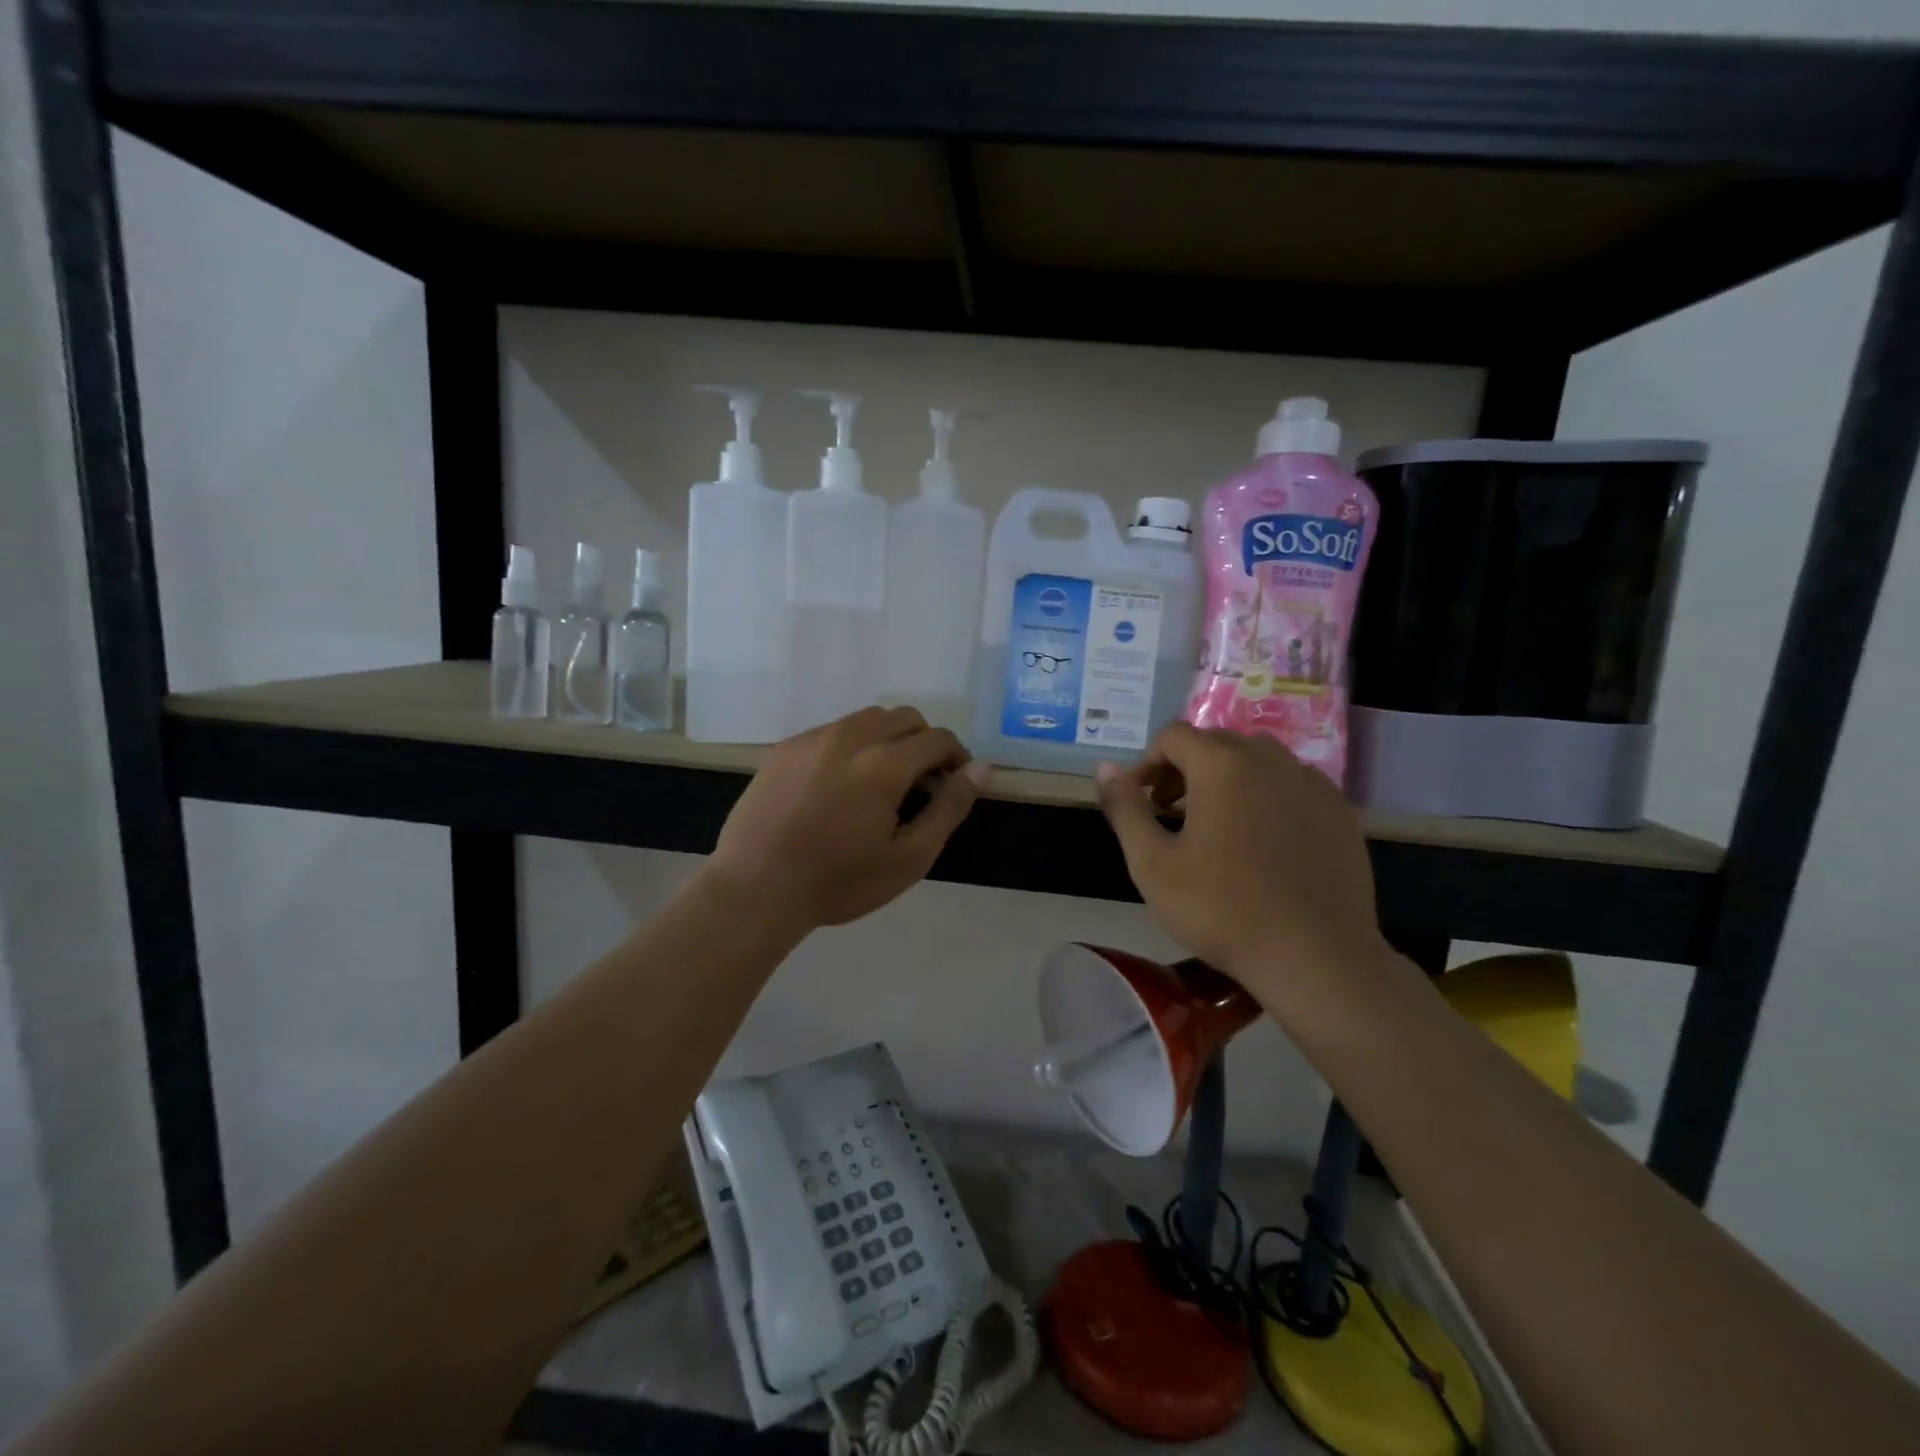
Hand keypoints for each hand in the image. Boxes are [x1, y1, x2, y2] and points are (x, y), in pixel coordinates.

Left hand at [706, 707, 988, 930]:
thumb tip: (980, 769)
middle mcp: (850, 736)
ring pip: (867, 718)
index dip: (956, 757)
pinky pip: (833, 730)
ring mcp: (814, 738)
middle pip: (904, 717)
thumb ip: (948, 809)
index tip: (953, 783)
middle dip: (924, 742)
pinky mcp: (786, 748)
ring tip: (882, 781)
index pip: (937, 738)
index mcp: (885, 763)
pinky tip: (841, 784)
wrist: (756, 888)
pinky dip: (853, 744)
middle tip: (921, 783)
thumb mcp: (908, 859)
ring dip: (888, 738)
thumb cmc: (839, 882)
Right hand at [1095, 723, 1389, 1013]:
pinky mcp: (1339, 812)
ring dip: (1229, 776)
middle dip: (1186, 768)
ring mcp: (1311, 784)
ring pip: (1258, 758)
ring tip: (1219, 824)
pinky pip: (1293, 783)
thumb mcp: (1152, 864)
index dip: (1149, 764)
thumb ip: (1125, 808)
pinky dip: (1268, 794)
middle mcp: (1269, 760)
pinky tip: (1265, 840)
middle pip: (1216, 742)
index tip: (1144, 804)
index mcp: (1221, 766)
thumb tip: (1105, 767)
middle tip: (1173, 815)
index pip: (1174, 736)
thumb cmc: (1222, 910)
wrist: (1315, 957)